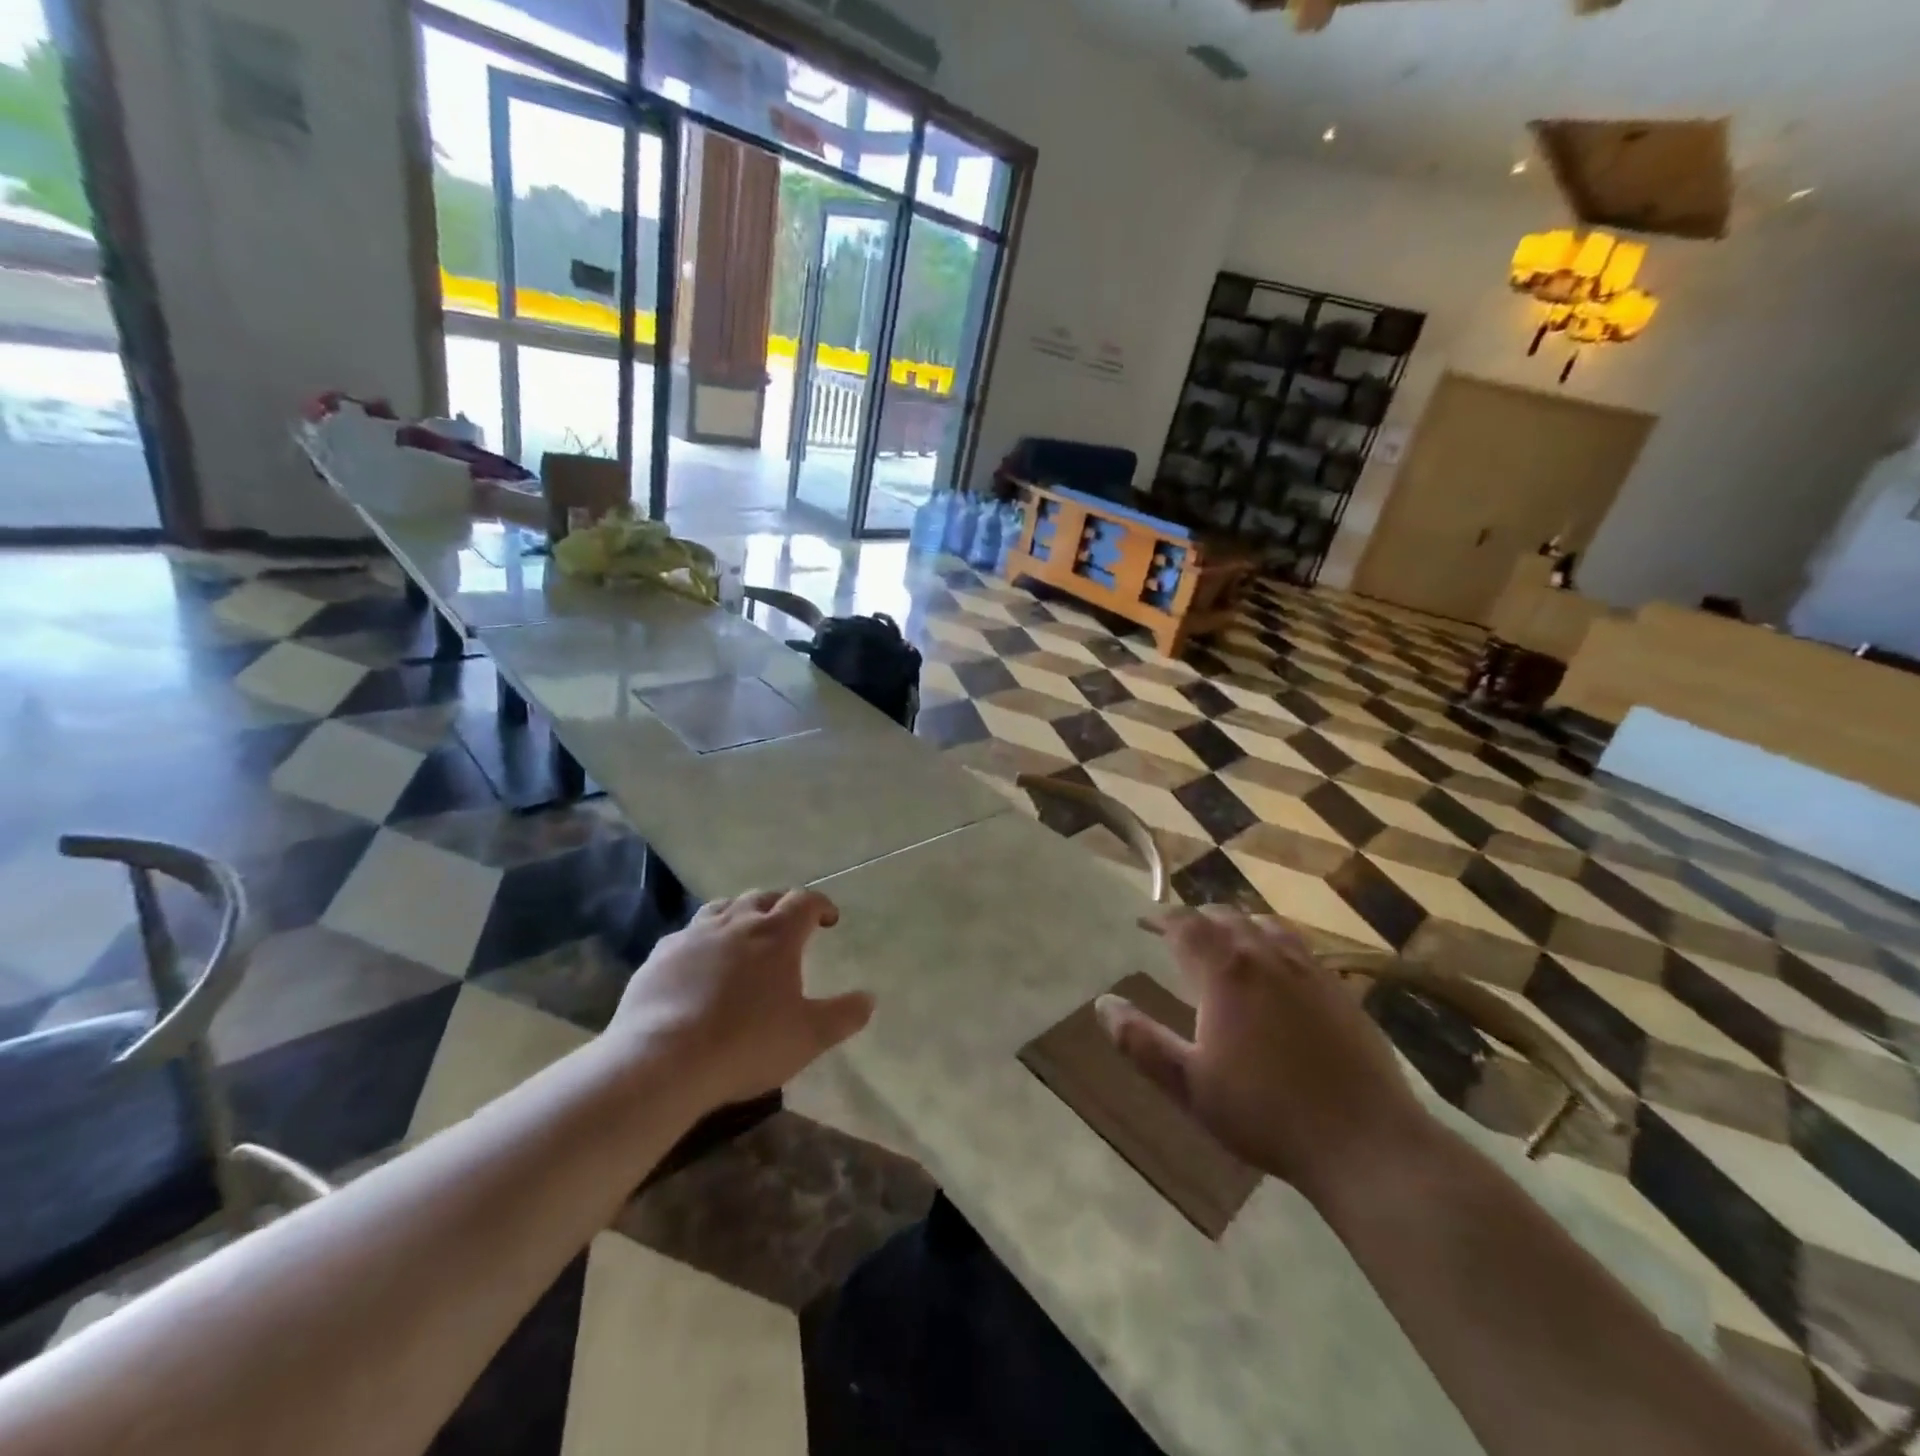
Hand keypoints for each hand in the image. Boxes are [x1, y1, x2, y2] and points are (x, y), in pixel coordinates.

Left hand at [607, 889, 872, 1110]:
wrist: (663, 1060)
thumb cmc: (746, 1044)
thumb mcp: (808, 1037)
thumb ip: (843, 1016)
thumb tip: (869, 999)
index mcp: (776, 934)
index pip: (805, 901)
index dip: (820, 905)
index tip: (828, 919)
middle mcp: (736, 922)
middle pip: (763, 897)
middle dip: (781, 905)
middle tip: (789, 924)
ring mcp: (693, 934)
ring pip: (722, 908)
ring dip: (740, 914)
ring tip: (744, 934)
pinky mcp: (661, 955)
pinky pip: (687, 935)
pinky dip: (703, 940)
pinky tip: (699, 963)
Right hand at [1096, 907, 1430, 1192]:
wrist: (1366, 1142)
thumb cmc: (1266, 1113)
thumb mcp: (1189, 1085)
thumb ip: (1141, 1042)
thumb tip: (1104, 1004)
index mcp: (1226, 972)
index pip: (1186, 925)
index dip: (1161, 918)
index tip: (1144, 922)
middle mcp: (1266, 957)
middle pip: (1226, 917)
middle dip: (1198, 919)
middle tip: (1179, 934)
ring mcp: (1309, 971)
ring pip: (1266, 926)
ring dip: (1238, 926)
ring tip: (1226, 941)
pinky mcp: (1341, 991)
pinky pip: (1298, 948)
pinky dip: (1273, 944)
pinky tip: (1276, 972)